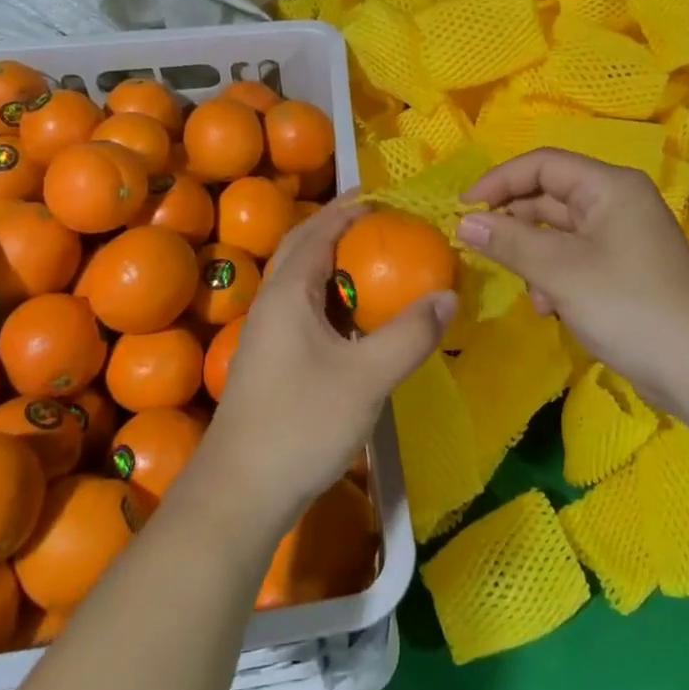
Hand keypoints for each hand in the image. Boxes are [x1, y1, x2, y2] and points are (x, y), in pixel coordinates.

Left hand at [194, 197, 455, 534]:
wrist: (240, 492)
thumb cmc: (301, 424)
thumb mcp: (367, 377)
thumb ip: (410, 334)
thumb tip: (448, 295)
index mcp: (288, 292)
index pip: (319, 230)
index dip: (351, 209)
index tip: (386, 196)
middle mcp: (272, 303)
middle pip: (305, 248)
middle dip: (341, 228)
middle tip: (384, 222)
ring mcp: (267, 334)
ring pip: (303, 281)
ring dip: (336, 262)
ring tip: (377, 262)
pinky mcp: (271, 361)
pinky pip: (304, 309)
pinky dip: (332, 297)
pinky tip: (356, 319)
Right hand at [458, 149, 688, 413]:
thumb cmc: (629, 306)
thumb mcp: (561, 271)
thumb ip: (509, 242)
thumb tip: (465, 223)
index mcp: (609, 187)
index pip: (542, 164)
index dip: (499, 181)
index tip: (463, 208)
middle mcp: (617, 203)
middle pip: (550, 197)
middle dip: (515, 224)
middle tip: (480, 248)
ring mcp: (623, 238)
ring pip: (559, 233)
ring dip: (534, 258)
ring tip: (530, 291)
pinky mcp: (624, 271)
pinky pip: (575, 260)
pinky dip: (556, 278)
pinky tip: (551, 309)